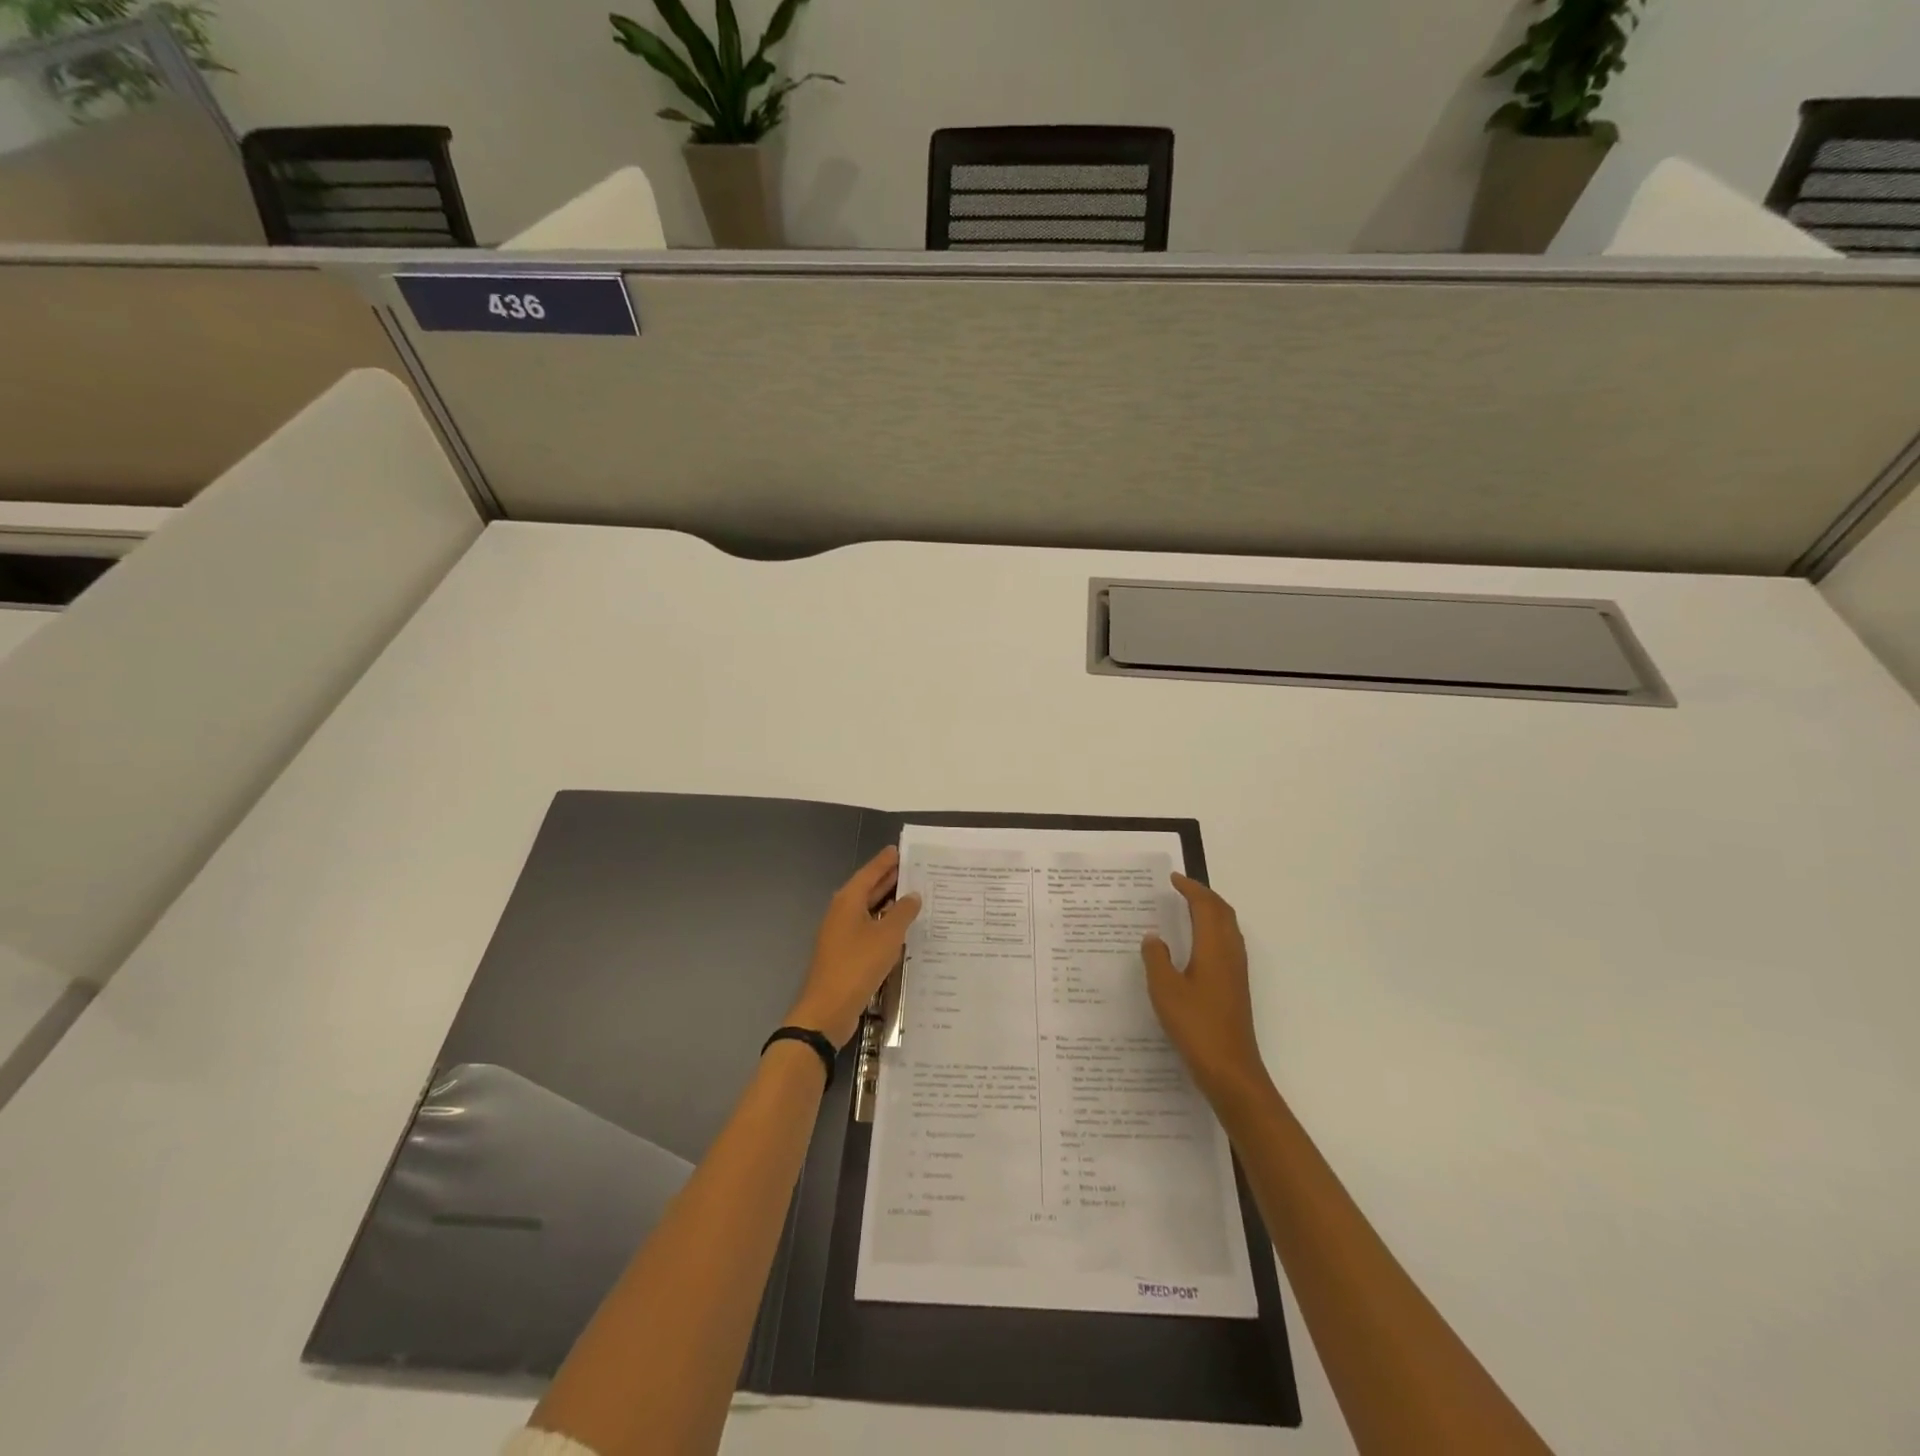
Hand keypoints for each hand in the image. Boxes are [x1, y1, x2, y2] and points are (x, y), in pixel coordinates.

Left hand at [786, 846, 921, 1047]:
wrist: (828, 1009)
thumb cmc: (857, 965)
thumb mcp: (887, 935)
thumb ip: (902, 912)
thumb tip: (913, 895)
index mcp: (848, 900)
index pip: (870, 872)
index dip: (886, 861)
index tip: (901, 849)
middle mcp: (843, 912)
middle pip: (868, 889)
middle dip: (889, 879)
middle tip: (914, 869)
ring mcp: (842, 934)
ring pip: (869, 910)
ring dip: (889, 903)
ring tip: (915, 895)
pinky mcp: (846, 953)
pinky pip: (868, 929)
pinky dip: (884, 924)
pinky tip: (902, 929)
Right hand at [1142, 874, 1271, 1104]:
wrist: (1231, 1070)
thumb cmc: (1196, 1026)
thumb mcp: (1165, 990)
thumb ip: (1156, 958)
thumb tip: (1154, 937)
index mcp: (1214, 948)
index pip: (1205, 907)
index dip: (1190, 890)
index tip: (1172, 879)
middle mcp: (1230, 954)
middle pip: (1222, 913)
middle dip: (1204, 896)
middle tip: (1181, 889)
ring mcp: (1236, 972)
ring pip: (1228, 928)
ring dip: (1211, 912)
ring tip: (1188, 909)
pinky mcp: (1236, 987)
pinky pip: (1227, 944)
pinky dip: (1213, 931)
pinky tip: (1197, 945)